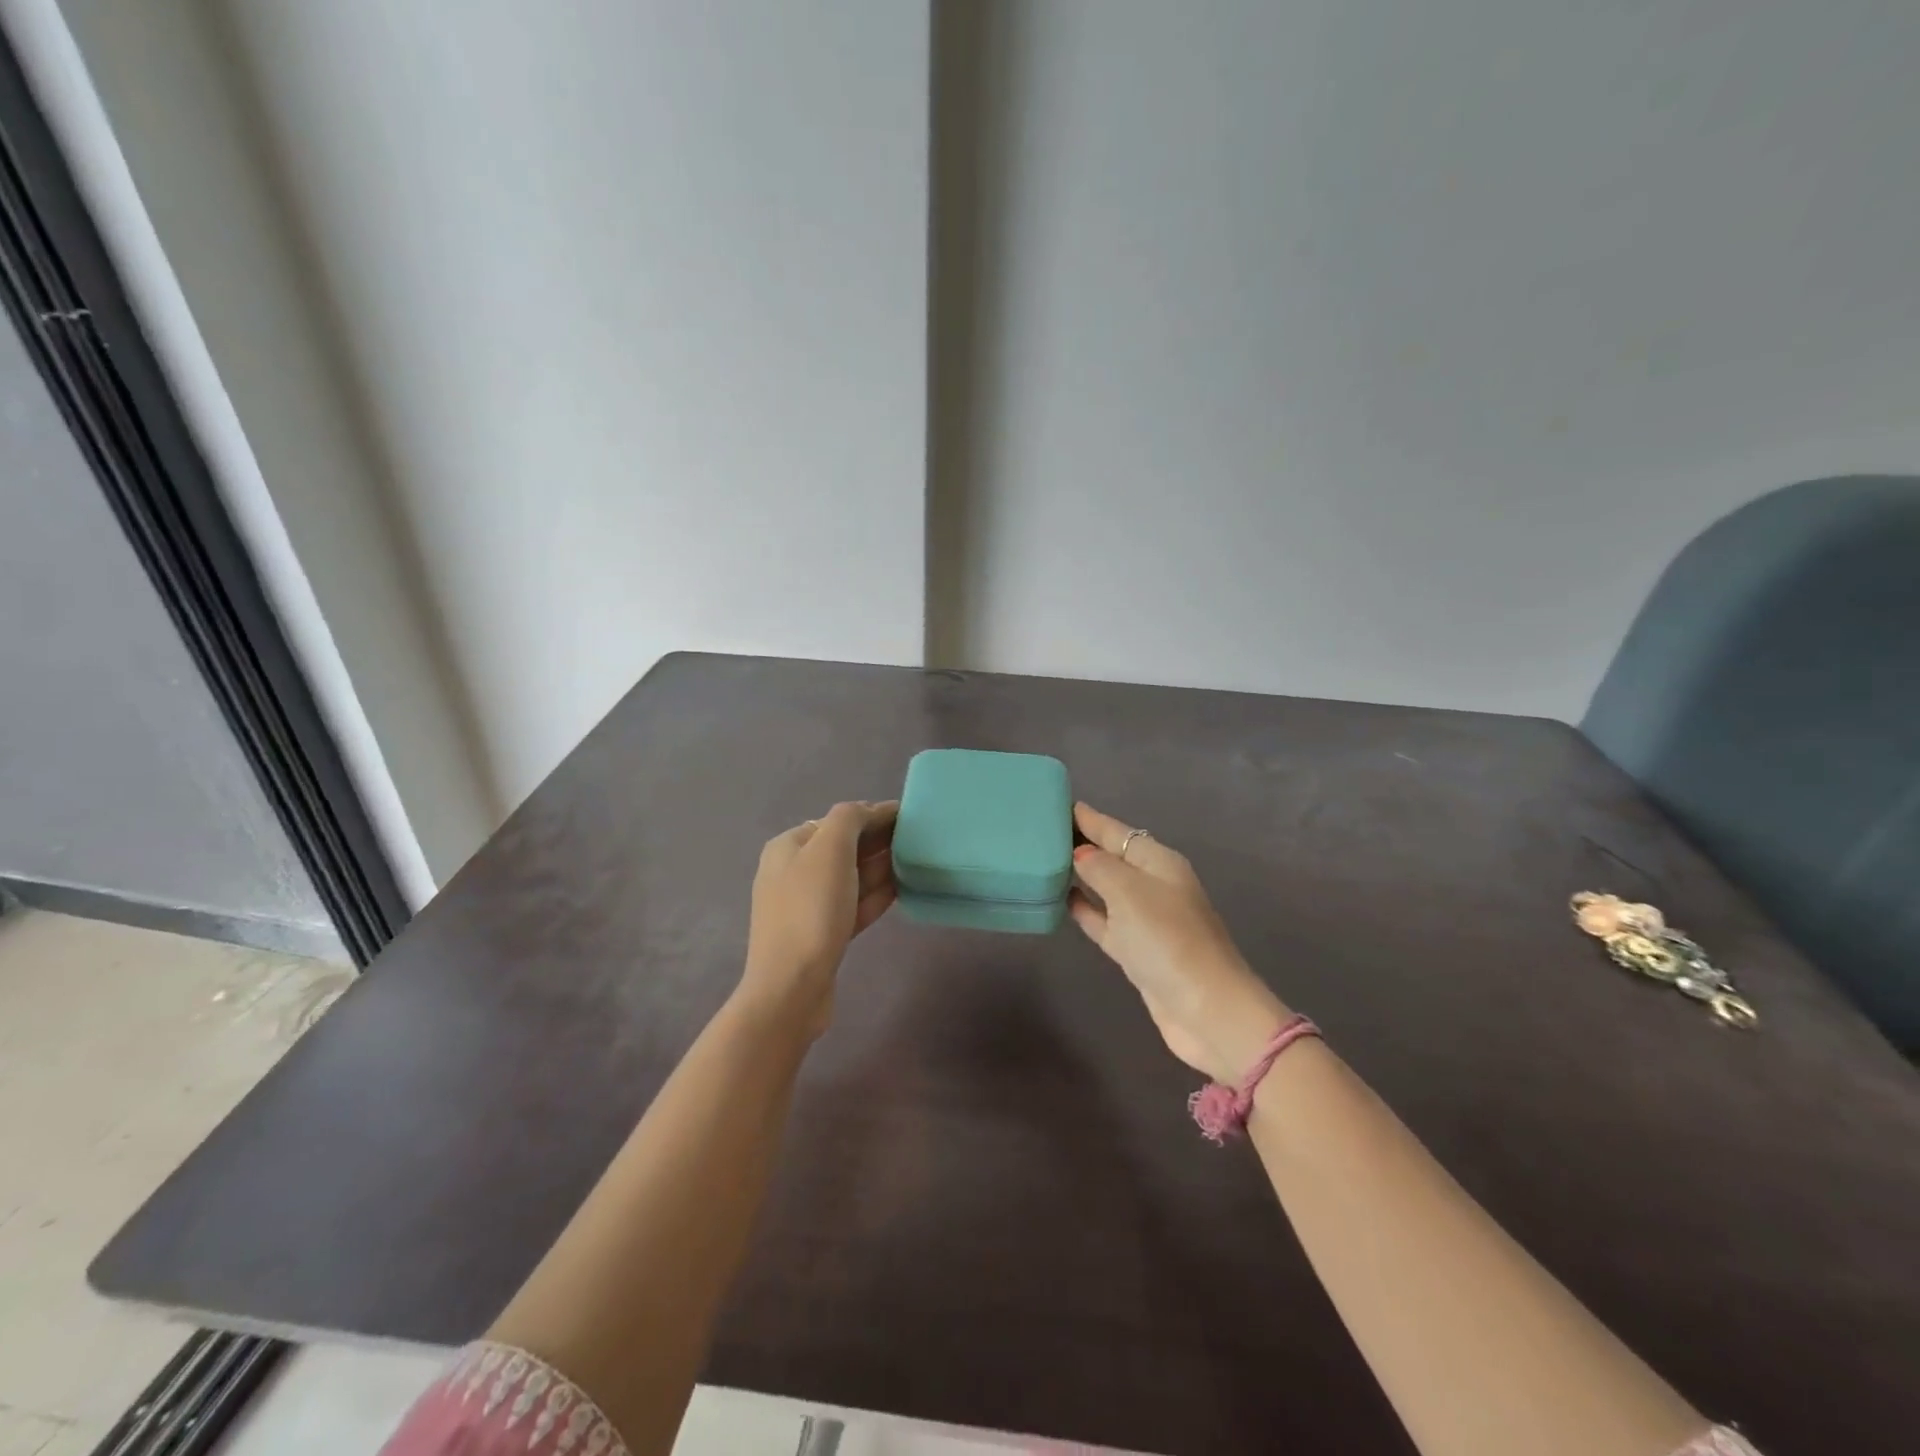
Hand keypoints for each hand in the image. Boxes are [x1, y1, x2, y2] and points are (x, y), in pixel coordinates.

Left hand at [739, 800, 897, 1036]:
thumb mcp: (830, 850)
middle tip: (919, 840)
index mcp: (789, 846)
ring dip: (881, 868)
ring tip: (917, 861)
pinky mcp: (822, 935)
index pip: (838, 820)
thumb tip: (869, 811)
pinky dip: (876, 895)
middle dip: (879, 841)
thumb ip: (850, 819)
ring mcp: (807, 906)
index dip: (873, 815)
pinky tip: (902, 890)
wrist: (791, 988)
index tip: (911, 817)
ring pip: (851, 878)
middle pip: (844, 848)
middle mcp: (793, 871)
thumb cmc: (810, 910)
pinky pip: (853, 905)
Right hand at [1068, 802, 1288, 1082]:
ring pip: (1105, 887)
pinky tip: (1060, 900)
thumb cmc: (1167, 940)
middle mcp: (1153, 884)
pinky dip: (1084, 908)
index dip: (1088, 818)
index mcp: (1158, 861)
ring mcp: (1145, 919)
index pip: (1116, 830)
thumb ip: (1099, 867)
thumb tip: (1079, 854)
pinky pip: (1103, 919)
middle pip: (1111, 856)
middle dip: (1081, 842)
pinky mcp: (1136, 951)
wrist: (1205, 1009)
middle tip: (1040, 830)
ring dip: (1080, 875)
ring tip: (1043, 861)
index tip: (1055, 803)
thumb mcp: (1129, 892)